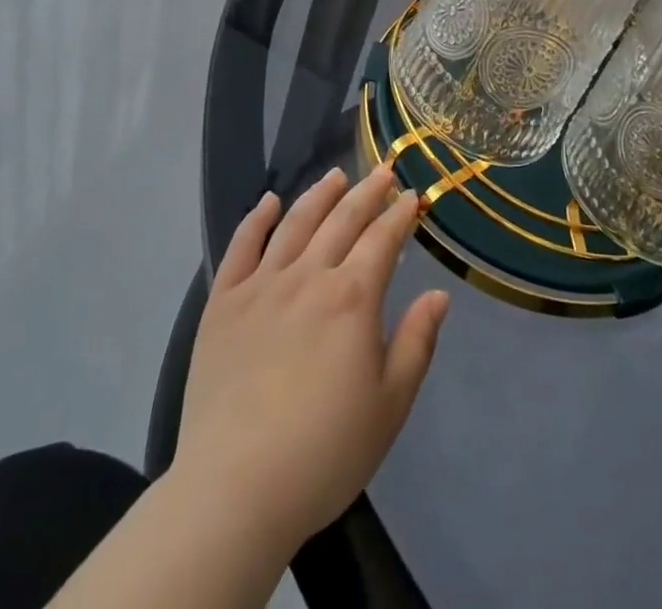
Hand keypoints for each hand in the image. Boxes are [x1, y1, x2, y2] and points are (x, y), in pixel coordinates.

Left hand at [172, 167, 448, 557]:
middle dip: (367, 191)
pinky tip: (269, 201)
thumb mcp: (390, 405)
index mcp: (352, 298)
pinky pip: (240, 247)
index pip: (382, 239)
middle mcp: (309, 277)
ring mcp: (261, 286)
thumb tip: (438, 294)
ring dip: (319, 194)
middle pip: (342, 219)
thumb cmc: (324, 452)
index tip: (412, 195)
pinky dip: (257, 219)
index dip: (400, 213)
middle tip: (383, 170)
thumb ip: (417, 342)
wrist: (235, 490)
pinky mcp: (223, 304)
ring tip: (336, 176)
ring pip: (295, 223)